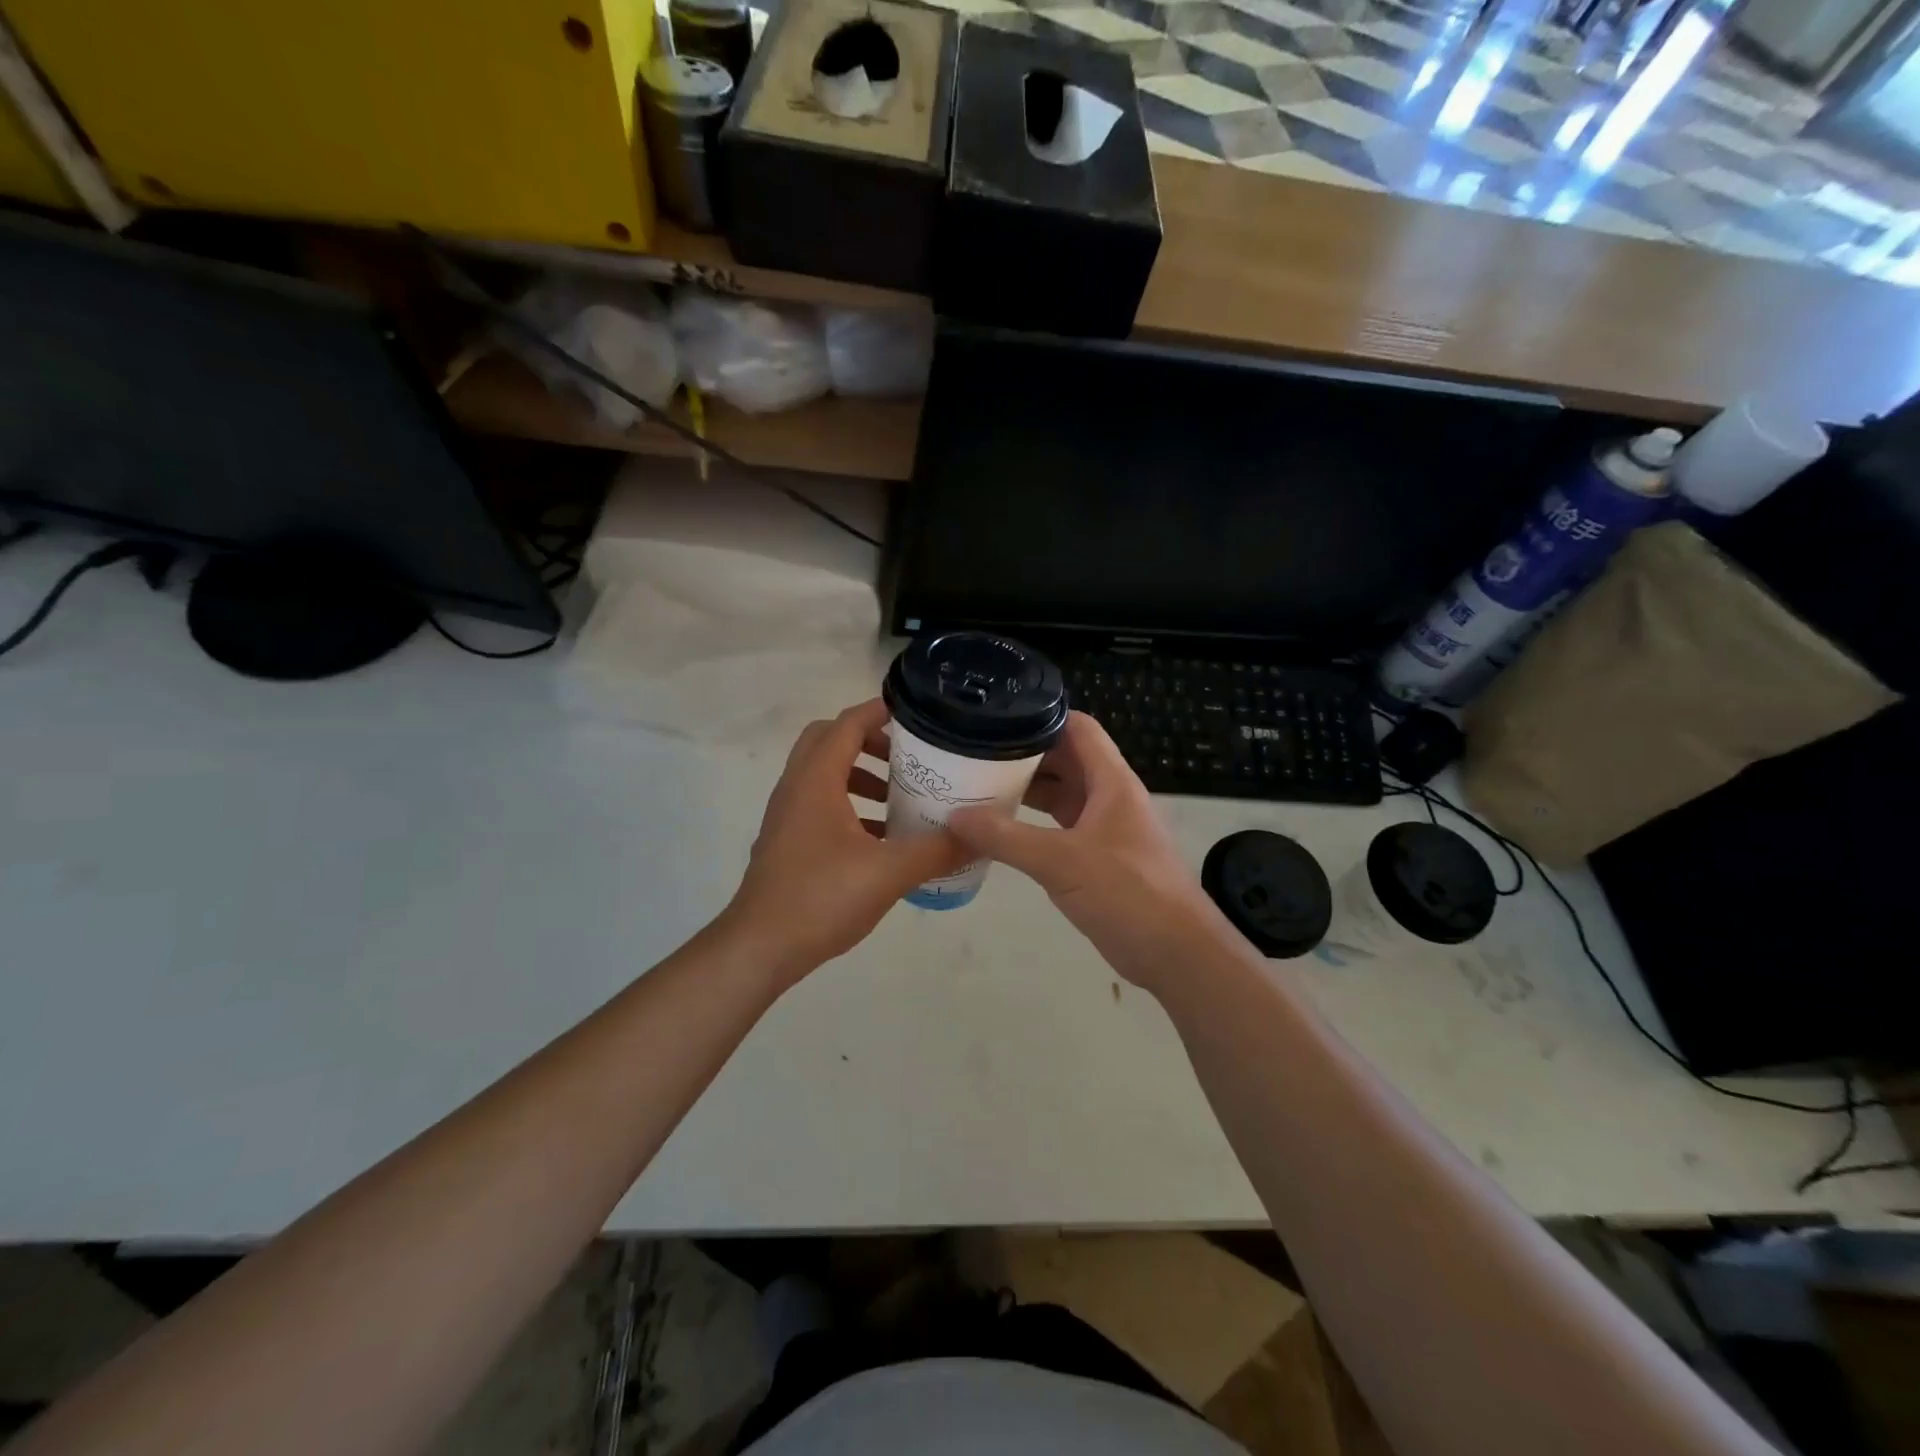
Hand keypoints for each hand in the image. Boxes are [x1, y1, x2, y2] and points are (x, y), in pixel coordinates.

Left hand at [723, 699, 967, 988]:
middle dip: (869, 741)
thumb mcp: (889, 872)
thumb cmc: (820, 898)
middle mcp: (796, 789)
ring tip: (899, 797)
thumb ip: (937, 849)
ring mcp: (788, 817)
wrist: (759, 949)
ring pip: (824, 775)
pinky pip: (821, 806)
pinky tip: (881, 838)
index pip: (847, 725)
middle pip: (829, 742)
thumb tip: (982, 835)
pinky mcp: (788, 843)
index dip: (879, 711)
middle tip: (907, 757)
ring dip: (861, 775)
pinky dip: (850, 806)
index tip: (917, 713)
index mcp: (816, 781)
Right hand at [947, 712, 1227, 994]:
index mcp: (1111, 782)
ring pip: (1062, 795)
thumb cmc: (1127, 893)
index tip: (998, 718)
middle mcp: (1110, 797)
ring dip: (1027, 791)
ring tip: (978, 786)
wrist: (1175, 953)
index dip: (1042, 717)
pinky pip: (1060, 827)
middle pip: (1066, 759)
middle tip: (975, 753)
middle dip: (1024, 754)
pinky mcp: (1099, 858)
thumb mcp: (1061, 861)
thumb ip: (1006, 837)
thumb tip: (954, 817)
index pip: (1079, 728)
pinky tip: (1000, 831)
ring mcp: (1105, 828)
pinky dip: (1032, 824)